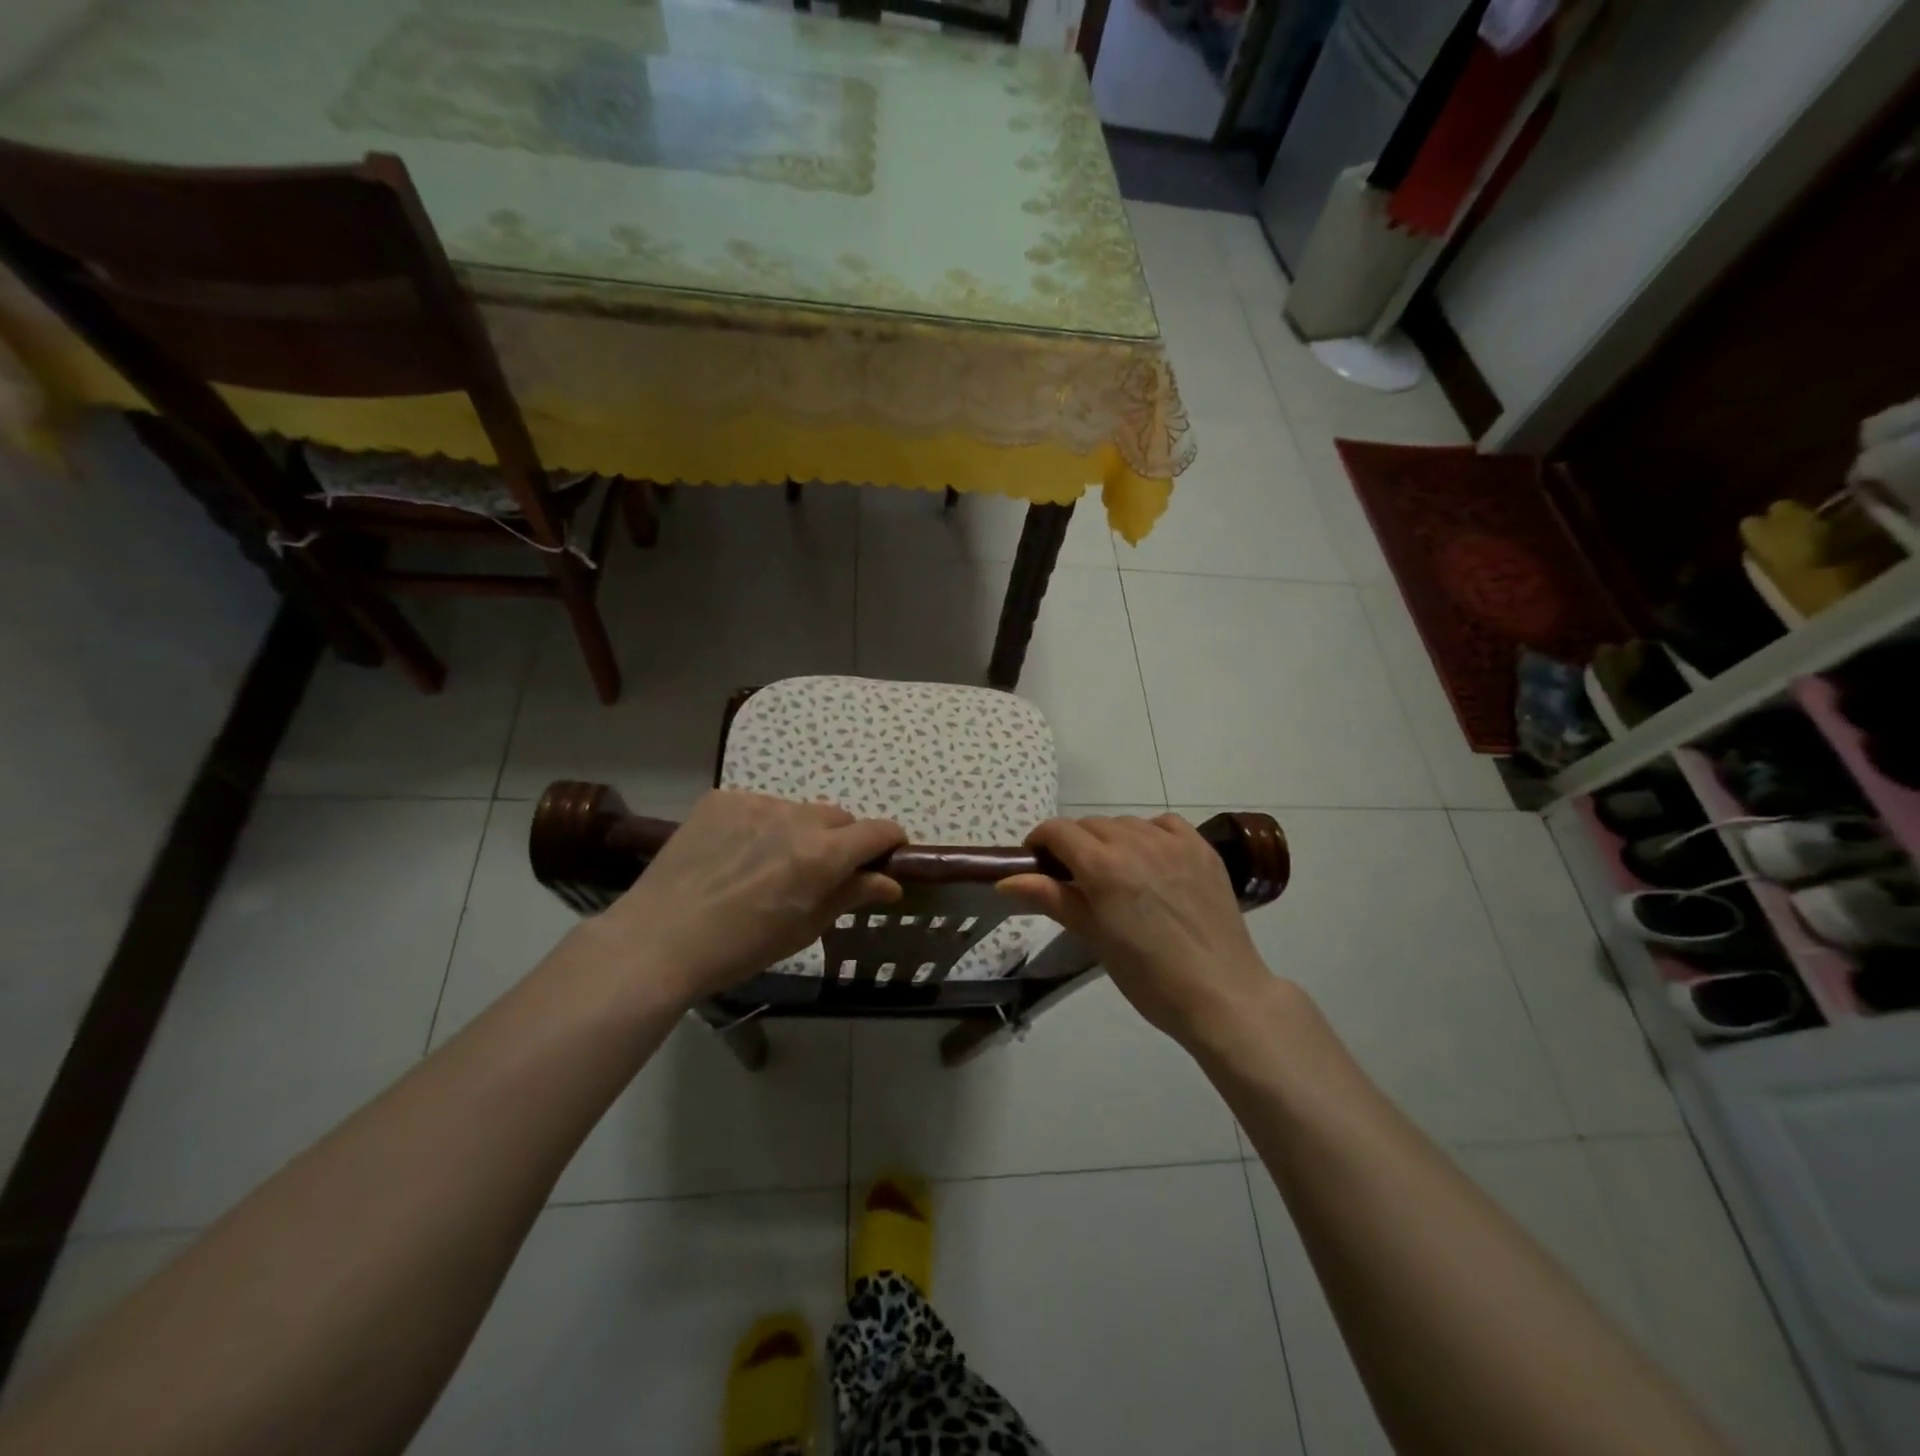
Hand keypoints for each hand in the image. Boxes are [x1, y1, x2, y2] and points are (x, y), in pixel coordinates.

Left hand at [597, 791, 905, 1003]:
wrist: (660, 939)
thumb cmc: (741, 946)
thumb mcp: (805, 928)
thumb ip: (851, 895)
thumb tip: (890, 882)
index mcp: (823, 853)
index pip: (878, 830)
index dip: (891, 842)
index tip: (887, 856)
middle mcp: (796, 817)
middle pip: (839, 817)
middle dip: (842, 840)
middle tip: (820, 872)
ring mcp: (756, 803)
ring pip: (797, 811)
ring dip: (798, 832)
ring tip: (767, 865)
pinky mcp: (721, 799)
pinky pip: (757, 807)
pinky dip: (759, 826)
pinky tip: (734, 855)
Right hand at [998, 815, 1276, 1044]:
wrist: (1220, 995)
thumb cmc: (1148, 977)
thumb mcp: (1093, 938)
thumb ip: (1052, 898)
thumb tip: (1006, 881)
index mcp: (1103, 865)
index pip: (1058, 831)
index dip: (1041, 842)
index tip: (1039, 864)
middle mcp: (1135, 842)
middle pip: (1089, 824)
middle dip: (1075, 844)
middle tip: (1077, 879)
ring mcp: (1173, 842)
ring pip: (1126, 822)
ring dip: (1111, 839)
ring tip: (1117, 873)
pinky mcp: (1201, 848)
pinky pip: (1164, 824)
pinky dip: (1149, 834)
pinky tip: (1151, 859)